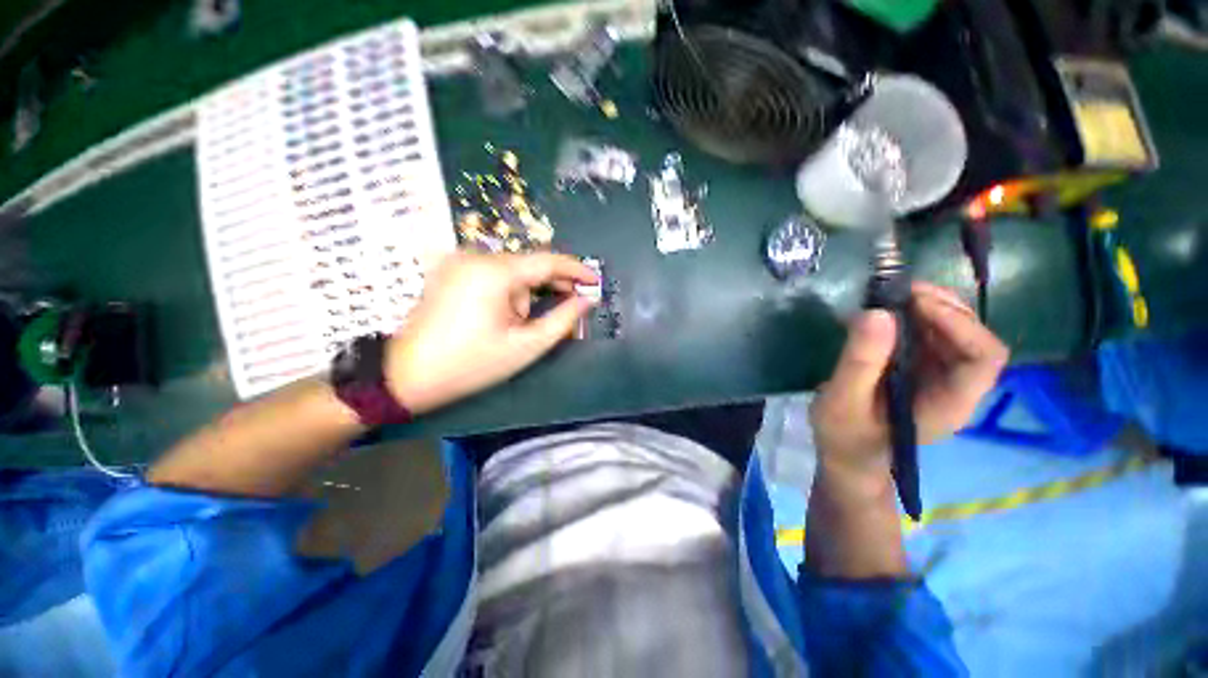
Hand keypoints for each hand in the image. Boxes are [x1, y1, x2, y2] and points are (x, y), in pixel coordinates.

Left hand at [384, 252, 598, 413]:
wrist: (408, 375)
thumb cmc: (472, 364)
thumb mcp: (526, 346)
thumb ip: (562, 320)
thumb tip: (586, 301)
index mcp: (494, 272)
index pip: (547, 261)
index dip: (576, 270)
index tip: (596, 282)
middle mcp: (475, 256)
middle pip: (528, 265)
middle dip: (550, 287)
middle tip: (570, 306)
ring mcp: (459, 261)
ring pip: (511, 271)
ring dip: (526, 293)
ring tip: (520, 325)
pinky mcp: (450, 270)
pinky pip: (493, 273)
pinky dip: (509, 290)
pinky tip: (506, 314)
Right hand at [810, 282, 1008, 490]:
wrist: (847, 455)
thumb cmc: (845, 435)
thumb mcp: (842, 401)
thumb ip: (860, 362)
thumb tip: (876, 313)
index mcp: (949, 403)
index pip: (983, 358)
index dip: (959, 324)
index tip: (914, 302)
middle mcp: (957, 387)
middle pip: (975, 338)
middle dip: (942, 308)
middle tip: (898, 291)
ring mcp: (941, 377)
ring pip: (955, 332)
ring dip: (928, 308)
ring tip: (888, 297)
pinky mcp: (922, 370)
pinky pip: (931, 335)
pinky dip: (913, 317)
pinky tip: (885, 313)